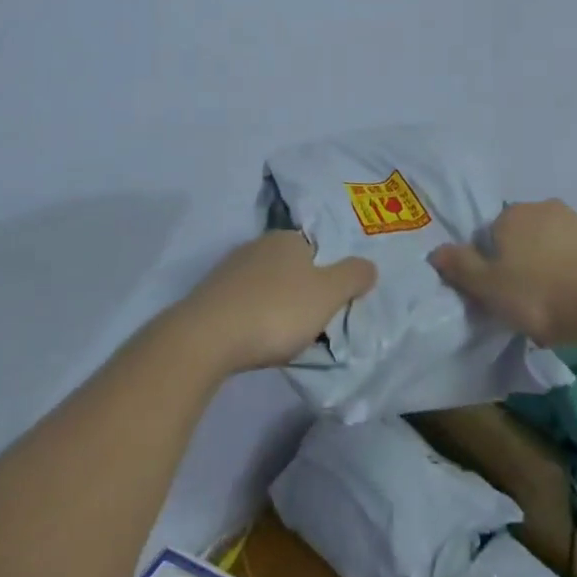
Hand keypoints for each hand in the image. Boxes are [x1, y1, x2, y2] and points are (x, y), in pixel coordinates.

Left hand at [177, 231, 376, 374]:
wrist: (207, 338)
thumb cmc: (276, 311)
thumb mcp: (327, 295)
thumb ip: (353, 277)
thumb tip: (369, 265)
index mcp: (288, 239)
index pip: (317, 249)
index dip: (327, 274)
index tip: (331, 303)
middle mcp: (258, 244)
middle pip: (290, 265)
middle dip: (301, 289)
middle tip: (311, 321)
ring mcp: (230, 268)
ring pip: (265, 283)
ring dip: (275, 303)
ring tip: (283, 335)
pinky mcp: (210, 294)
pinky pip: (243, 301)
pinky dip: (252, 315)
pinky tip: (254, 337)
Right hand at [430, 199, 576, 346]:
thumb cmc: (542, 295)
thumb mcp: (490, 288)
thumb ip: (461, 268)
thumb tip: (435, 251)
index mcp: (512, 215)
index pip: (491, 235)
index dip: (492, 264)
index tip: (501, 294)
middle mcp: (544, 208)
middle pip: (524, 236)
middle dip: (524, 262)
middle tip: (528, 301)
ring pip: (555, 244)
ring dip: (553, 266)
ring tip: (559, 306)